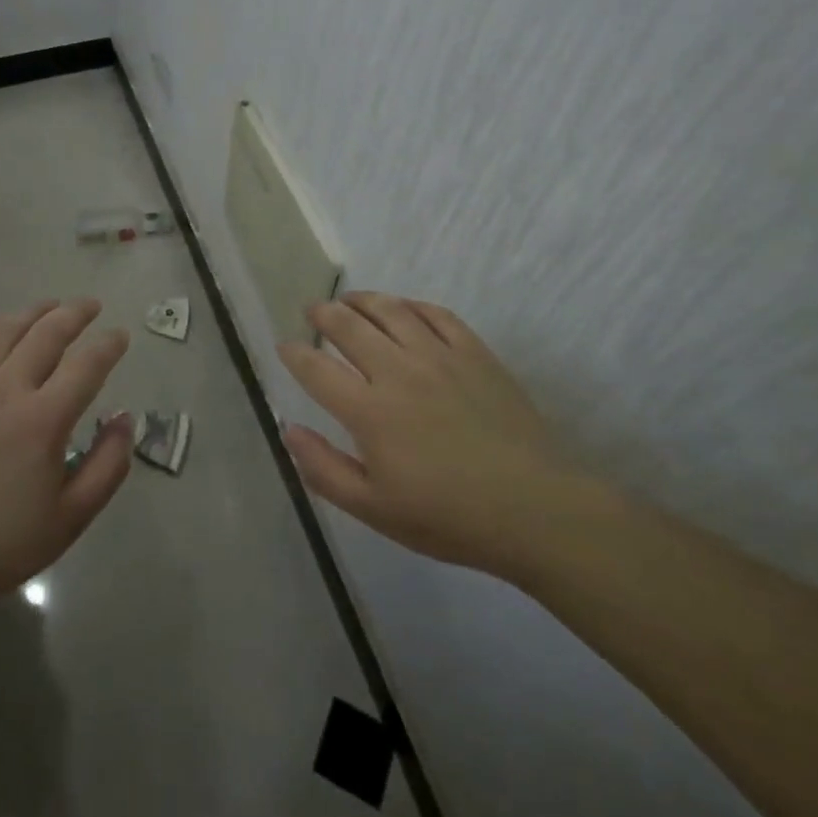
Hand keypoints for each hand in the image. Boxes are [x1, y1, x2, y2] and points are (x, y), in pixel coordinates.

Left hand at [0, 299, 132, 618]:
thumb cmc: (0, 543)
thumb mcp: (70, 518)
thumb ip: (107, 466)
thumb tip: (125, 421)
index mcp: (44, 419)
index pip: (87, 365)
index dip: (109, 345)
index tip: (121, 336)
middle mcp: (6, 390)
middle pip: (47, 334)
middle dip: (75, 313)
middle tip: (91, 306)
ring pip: (4, 331)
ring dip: (33, 312)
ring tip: (51, 305)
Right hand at [278, 293, 587, 577]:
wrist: (533, 508)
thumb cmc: (447, 517)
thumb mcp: (374, 509)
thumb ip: (324, 469)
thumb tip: (289, 430)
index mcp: (369, 411)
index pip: (316, 369)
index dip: (294, 354)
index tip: (284, 347)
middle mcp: (398, 371)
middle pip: (349, 326)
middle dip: (323, 314)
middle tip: (313, 310)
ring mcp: (439, 356)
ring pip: (390, 310)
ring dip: (362, 299)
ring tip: (349, 299)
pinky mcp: (474, 352)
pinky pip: (436, 314)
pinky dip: (411, 305)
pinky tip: (403, 307)